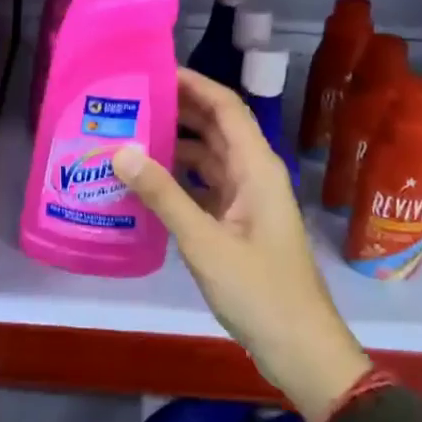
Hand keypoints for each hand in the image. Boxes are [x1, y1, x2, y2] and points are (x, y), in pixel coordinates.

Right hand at [112, 68, 368, 421]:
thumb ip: (163, 195)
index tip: (153, 71)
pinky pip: (205, 186)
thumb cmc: (260, 292)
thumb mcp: (205, 242)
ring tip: (128, 134)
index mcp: (256, 167)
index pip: (225, 107)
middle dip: (177, 109)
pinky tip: (145, 181)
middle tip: (129, 100)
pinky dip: (178, 177)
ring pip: (208, 156)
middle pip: (215, 127)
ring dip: (175, 143)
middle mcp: (253, 174)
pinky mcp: (238, 223)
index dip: (193, 84)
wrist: (301, 350)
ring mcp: (247, 199)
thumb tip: (121, 151)